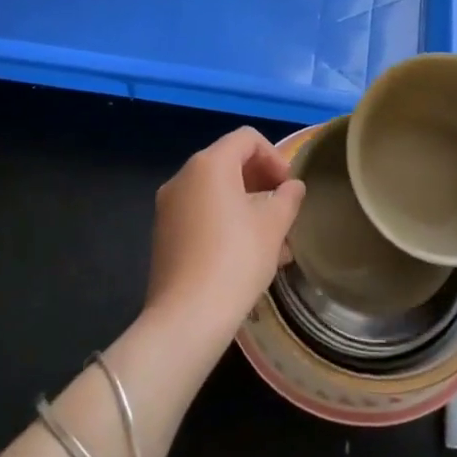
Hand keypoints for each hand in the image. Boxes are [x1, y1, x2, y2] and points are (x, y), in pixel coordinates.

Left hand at [147, 127, 304, 340]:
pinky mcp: (164, 234)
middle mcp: (183, 177)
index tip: (289, 187)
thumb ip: (288, 198)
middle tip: (284, 208)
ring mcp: (169, 206)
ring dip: (247, 204)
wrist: (187, 317)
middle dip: (261, 181)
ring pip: (216, 192)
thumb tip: (292, 187)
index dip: (274, 156)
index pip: (247, 138)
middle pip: (229, 162)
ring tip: (273, 238)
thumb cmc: (236, 259)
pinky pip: (201, 213)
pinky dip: (226, 221)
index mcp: (209, 164)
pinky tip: (248, 253)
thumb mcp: (274, 225)